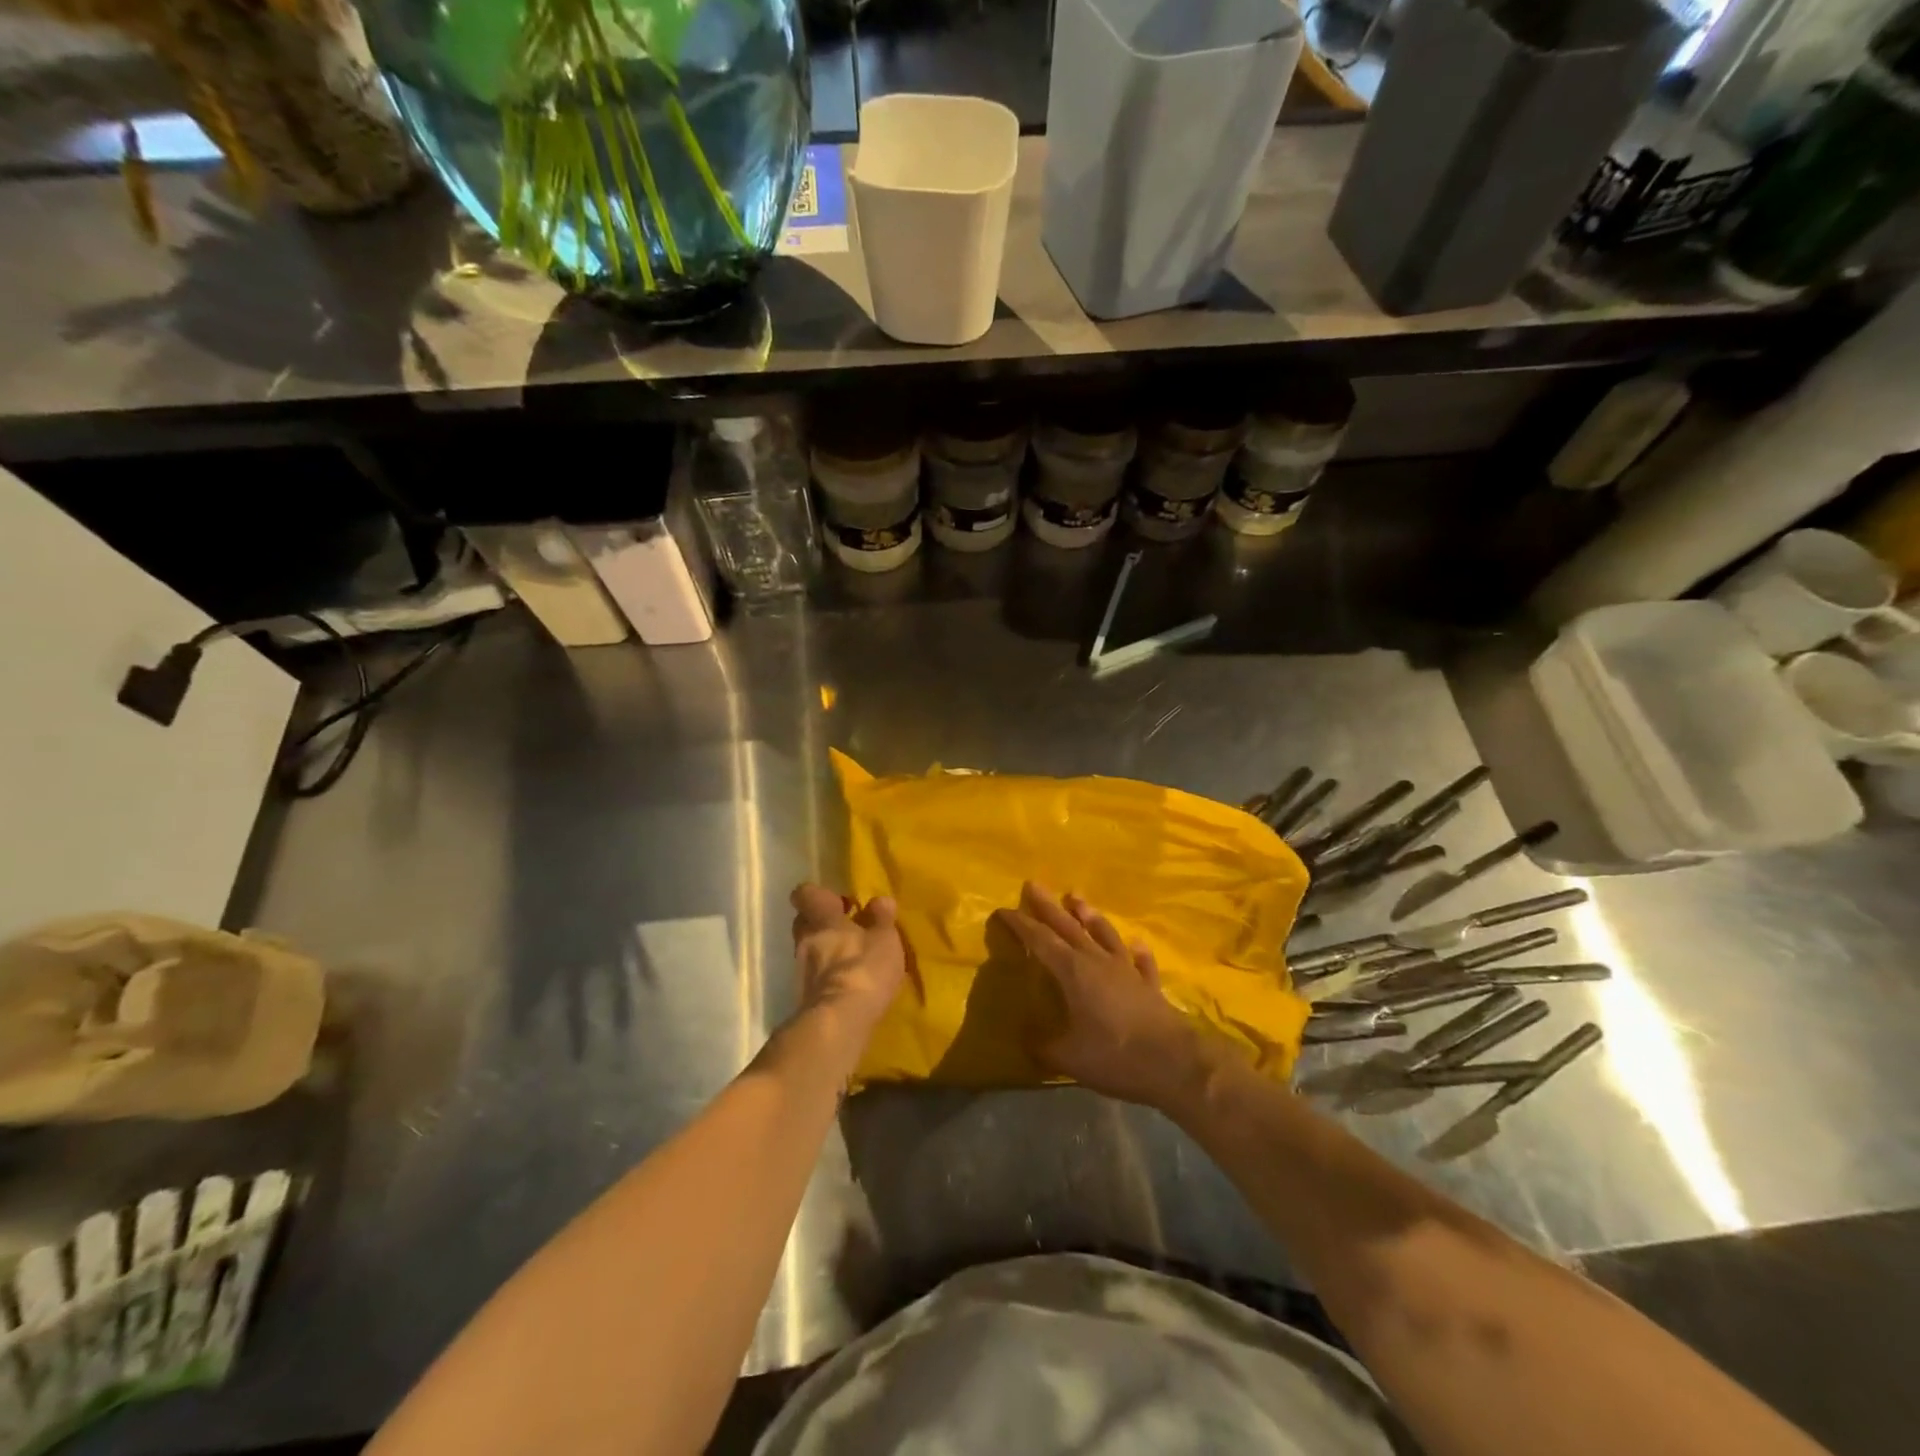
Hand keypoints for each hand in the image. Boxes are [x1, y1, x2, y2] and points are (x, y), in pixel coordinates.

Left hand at [788, 884, 908, 1050]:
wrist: (838, 1022)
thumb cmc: (863, 969)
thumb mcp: (885, 939)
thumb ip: (882, 918)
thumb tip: (879, 900)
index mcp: (822, 919)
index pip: (805, 894)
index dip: (818, 895)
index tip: (839, 902)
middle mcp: (804, 940)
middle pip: (804, 923)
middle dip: (823, 923)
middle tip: (849, 929)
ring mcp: (800, 971)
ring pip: (808, 950)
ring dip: (826, 951)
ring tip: (854, 960)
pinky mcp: (804, 998)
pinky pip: (814, 977)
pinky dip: (828, 976)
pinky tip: (849, 985)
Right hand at [996, 882, 1226, 1110]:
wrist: (1175, 1063)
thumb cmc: (1115, 1055)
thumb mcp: (1069, 1057)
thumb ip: (1044, 1046)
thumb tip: (1026, 1039)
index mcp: (1073, 972)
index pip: (1041, 941)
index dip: (1021, 925)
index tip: (1003, 910)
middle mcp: (1098, 962)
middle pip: (1069, 927)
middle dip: (1049, 907)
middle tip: (1034, 884)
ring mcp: (1127, 971)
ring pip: (1104, 935)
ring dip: (1090, 916)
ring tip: (1077, 898)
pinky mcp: (1150, 986)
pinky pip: (1141, 962)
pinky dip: (1137, 952)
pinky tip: (1136, 944)